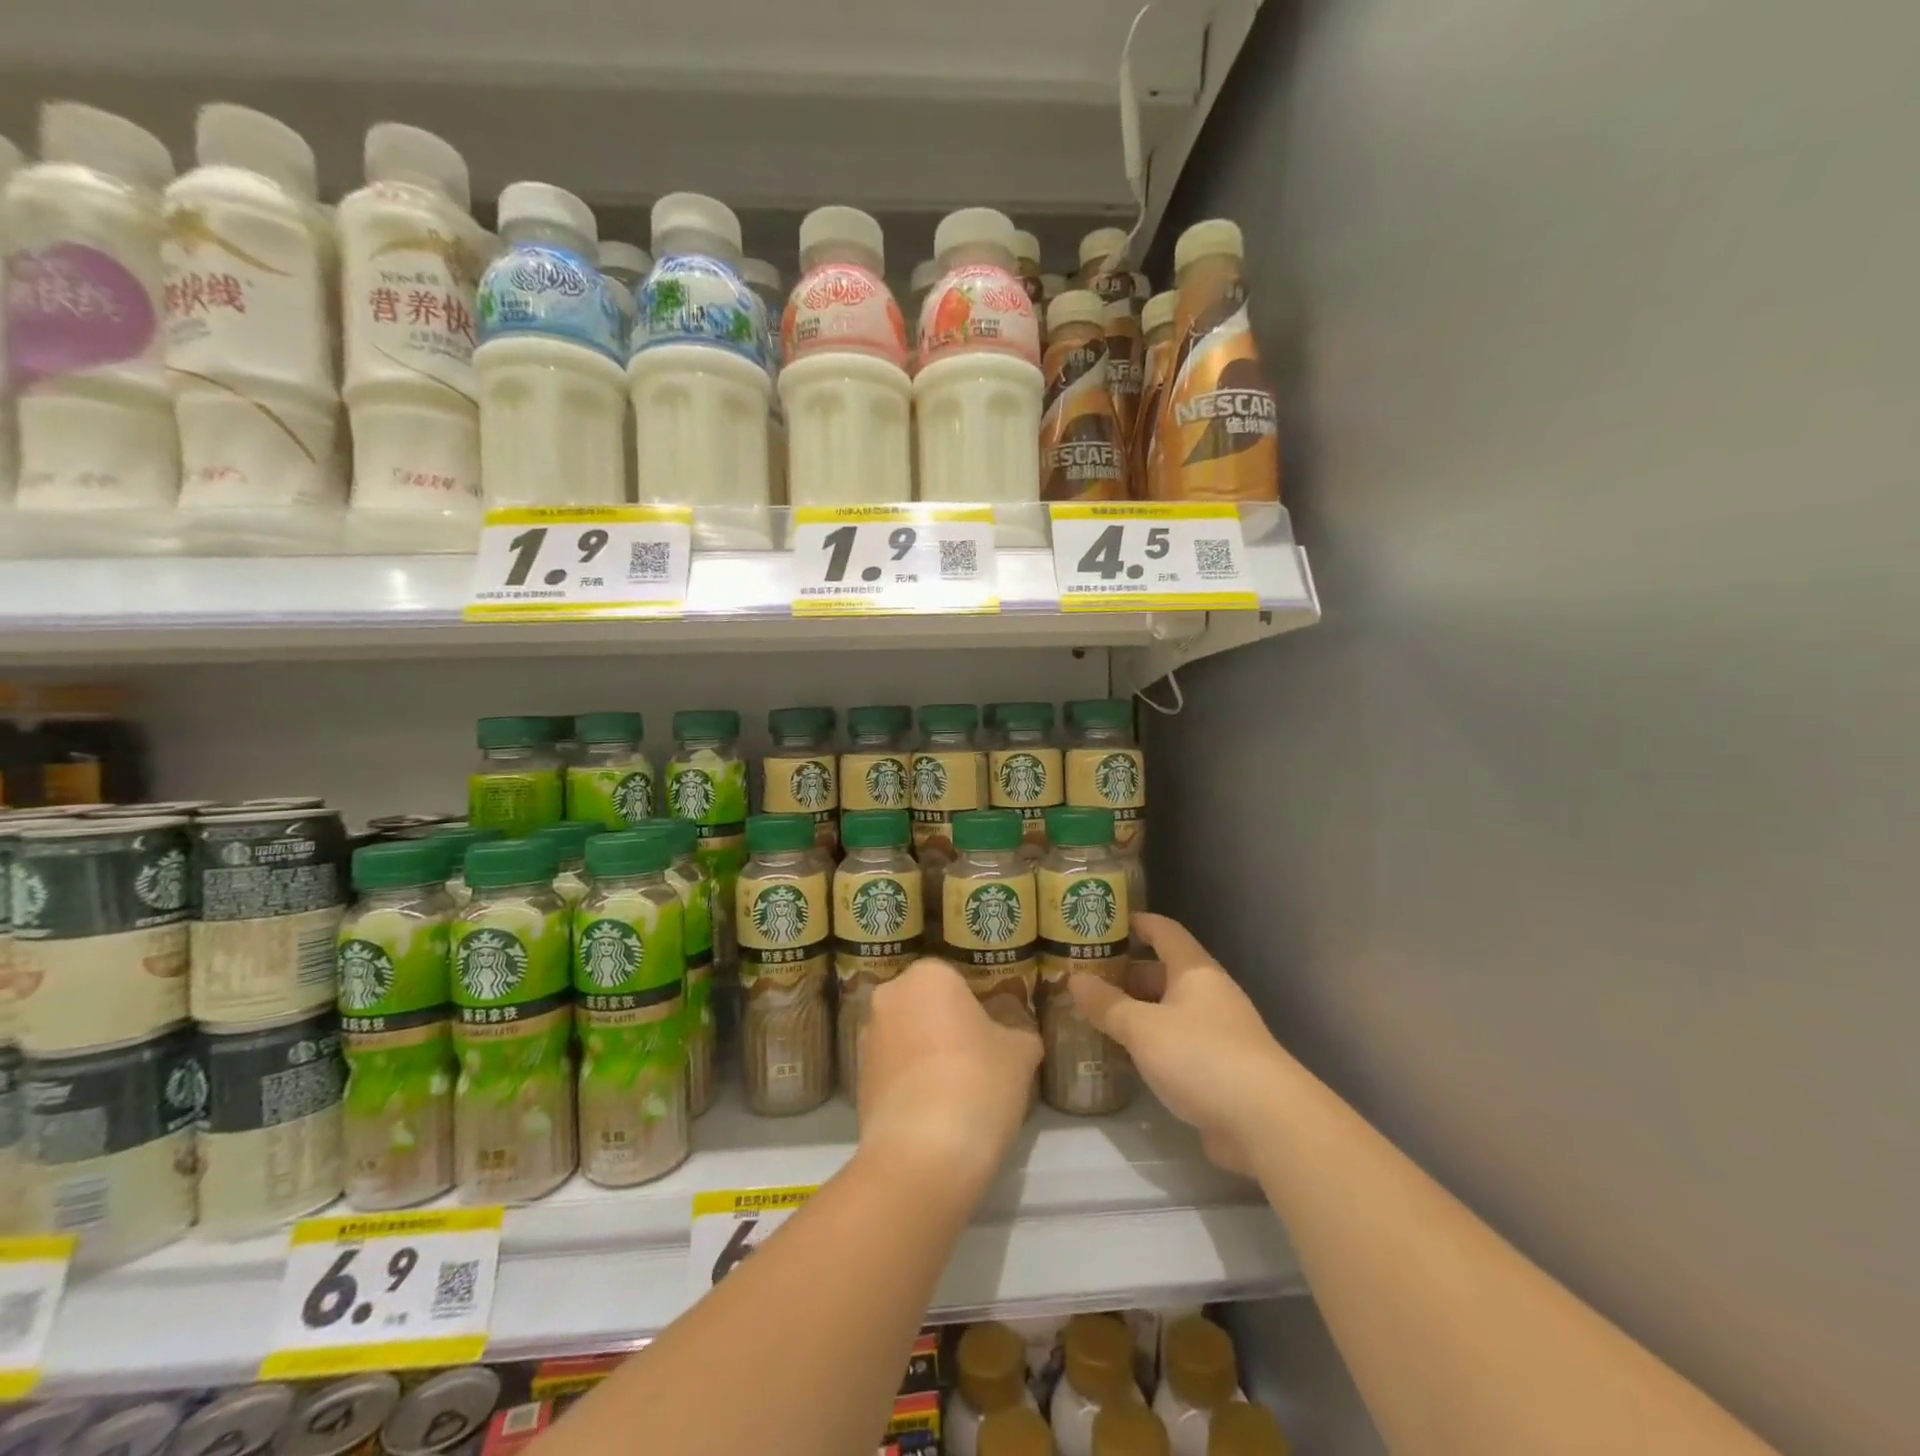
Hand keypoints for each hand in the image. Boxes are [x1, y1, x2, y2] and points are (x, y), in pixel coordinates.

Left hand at [858, 958, 1043, 1189]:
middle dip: (948, 1029)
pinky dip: (911, 1085)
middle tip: (979, 1061)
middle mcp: (889, 996)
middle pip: (927, 1007)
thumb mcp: (1020, 1053)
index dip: (979, 1009)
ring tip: (958, 1093)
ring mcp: (867, 1039)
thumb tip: (1015, 1037)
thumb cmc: (978, 1081)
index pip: (958, 981)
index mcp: (928, 975)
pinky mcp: (856, 1082)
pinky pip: (893, 1072)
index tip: (995, 1037)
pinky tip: (935, 1115)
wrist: (923, 1154)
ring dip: (927, 1056)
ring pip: (907, 1039)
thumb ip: (1019, 1033)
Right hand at [1070, 913, 1289, 1174]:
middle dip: (1125, 975)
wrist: (1266, 1123)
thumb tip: (1075, 980)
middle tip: (1085, 979)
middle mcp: (1208, 995)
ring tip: (1094, 1016)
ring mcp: (1216, 1033)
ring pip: (1167, 1012)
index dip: (1137, 923)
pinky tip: (1121, 1058)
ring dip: (1135, 1013)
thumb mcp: (1144, 1029)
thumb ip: (1108, 1005)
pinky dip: (1149, 1046)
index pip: (1165, 932)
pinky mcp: (1218, 1070)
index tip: (1106, 922)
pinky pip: (1175, 1046)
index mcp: (1195, 972)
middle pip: (1163, 973)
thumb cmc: (1201, 1056)